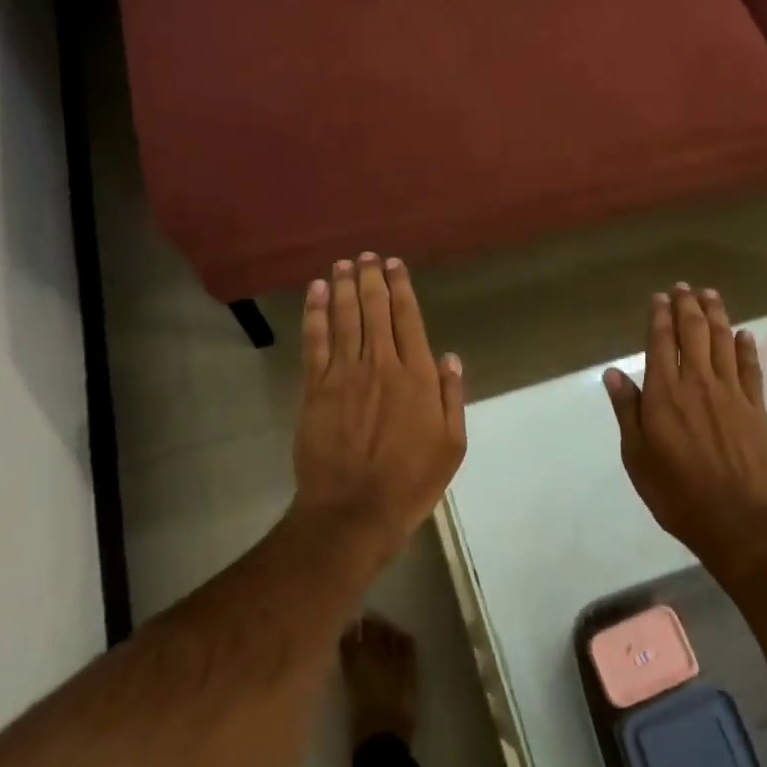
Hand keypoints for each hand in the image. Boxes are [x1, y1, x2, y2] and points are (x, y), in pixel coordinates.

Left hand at [292, 253, 465, 556]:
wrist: (354, 510)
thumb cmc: (410, 482)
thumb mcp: (451, 446)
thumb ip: (451, 397)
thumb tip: (449, 357)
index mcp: (417, 377)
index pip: (408, 319)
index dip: (401, 288)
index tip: (394, 265)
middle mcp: (381, 364)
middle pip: (374, 310)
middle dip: (371, 278)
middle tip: (366, 256)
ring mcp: (345, 374)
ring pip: (345, 318)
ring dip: (344, 286)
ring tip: (343, 264)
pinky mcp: (315, 388)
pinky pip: (315, 341)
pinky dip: (316, 313)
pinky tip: (317, 292)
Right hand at [603, 285, 766, 557]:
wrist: (738, 519)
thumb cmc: (677, 492)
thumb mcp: (637, 456)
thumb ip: (628, 410)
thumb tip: (613, 373)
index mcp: (665, 394)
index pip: (660, 342)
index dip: (660, 317)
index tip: (659, 298)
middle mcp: (698, 383)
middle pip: (694, 333)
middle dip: (687, 306)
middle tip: (683, 287)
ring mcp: (731, 392)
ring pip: (723, 341)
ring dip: (716, 315)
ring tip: (710, 295)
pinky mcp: (755, 407)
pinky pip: (750, 367)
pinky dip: (746, 346)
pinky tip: (744, 334)